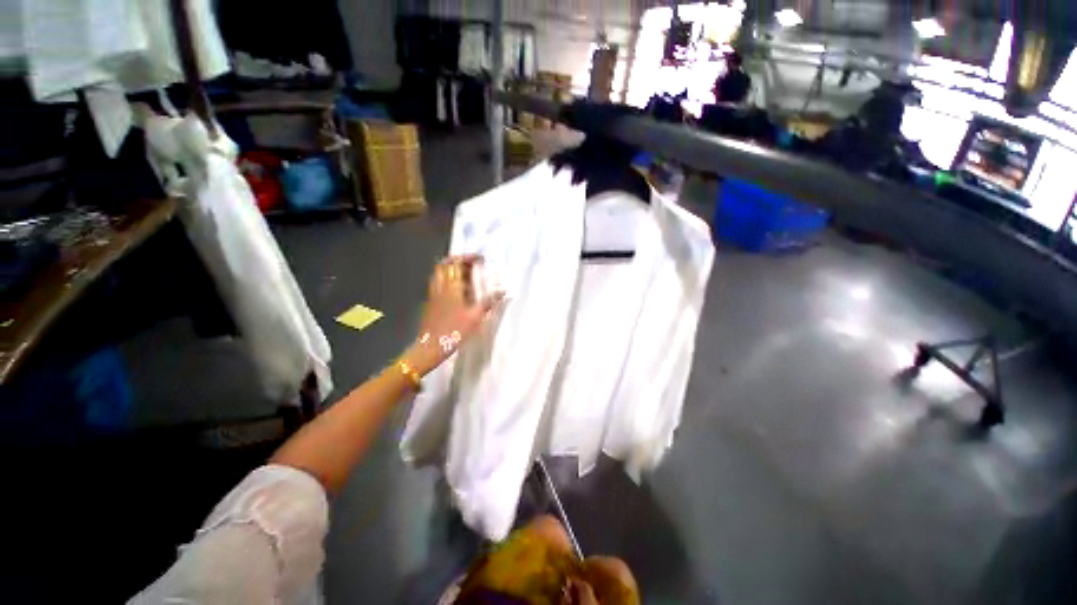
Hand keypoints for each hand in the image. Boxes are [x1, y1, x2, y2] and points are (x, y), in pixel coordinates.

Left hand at [402, 255, 503, 375]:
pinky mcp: (431, 302)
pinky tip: (457, 289)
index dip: (467, 257)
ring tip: (465, 274)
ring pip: (439, 273)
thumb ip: (489, 302)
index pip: (456, 263)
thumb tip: (503, 291)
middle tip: (471, 263)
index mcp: (451, 287)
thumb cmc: (455, 331)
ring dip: (451, 269)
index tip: (480, 258)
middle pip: (444, 265)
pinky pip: (438, 283)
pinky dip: (447, 279)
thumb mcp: (476, 317)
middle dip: (458, 260)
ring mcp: (433, 294)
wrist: (431, 346)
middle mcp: (440, 286)